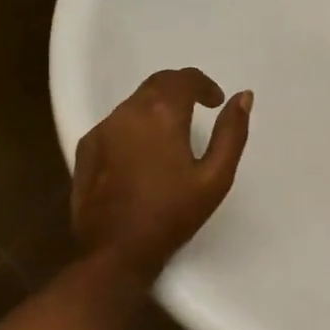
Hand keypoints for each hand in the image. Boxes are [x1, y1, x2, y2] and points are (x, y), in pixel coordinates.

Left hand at [70, 68, 252, 281]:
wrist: (115, 251)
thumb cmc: (172, 214)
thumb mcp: (215, 177)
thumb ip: (232, 132)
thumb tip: (243, 97)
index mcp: (161, 113)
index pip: (184, 78)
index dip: (204, 84)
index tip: (216, 101)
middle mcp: (128, 112)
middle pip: (157, 84)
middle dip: (180, 89)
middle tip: (198, 109)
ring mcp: (103, 129)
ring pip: (135, 103)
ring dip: (157, 107)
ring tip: (173, 133)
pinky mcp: (86, 148)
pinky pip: (116, 123)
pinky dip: (135, 126)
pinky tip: (144, 153)